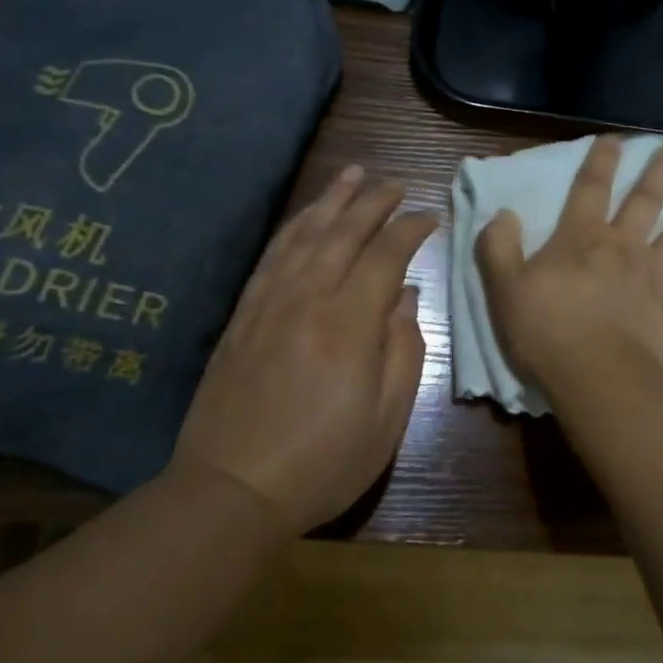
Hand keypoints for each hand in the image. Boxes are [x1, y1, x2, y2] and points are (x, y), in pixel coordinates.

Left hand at [170, 166, 436, 533]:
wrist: (232, 488)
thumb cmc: (324, 460)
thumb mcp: (387, 418)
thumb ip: (403, 349)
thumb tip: (405, 297)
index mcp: (349, 322)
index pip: (386, 254)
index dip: (411, 229)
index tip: (430, 217)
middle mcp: (308, 296)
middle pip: (344, 232)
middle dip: (373, 201)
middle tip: (395, 183)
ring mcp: (270, 301)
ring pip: (305, 233)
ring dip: (331, 200)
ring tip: (352, 174)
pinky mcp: (244, 314)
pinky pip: (272, 255)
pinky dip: (294, 227)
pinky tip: (305, 217)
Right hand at [475, 136, 662, 395]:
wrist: (596, 377)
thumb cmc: (546, 332)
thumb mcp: (504, 289)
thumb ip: (498, 248)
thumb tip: (503, 213)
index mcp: (581, 239)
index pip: (590, 189)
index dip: (601, 161)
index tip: (615, 138)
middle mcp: (624, 247)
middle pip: (646, 201)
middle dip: (662, 172)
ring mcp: (655, 276)